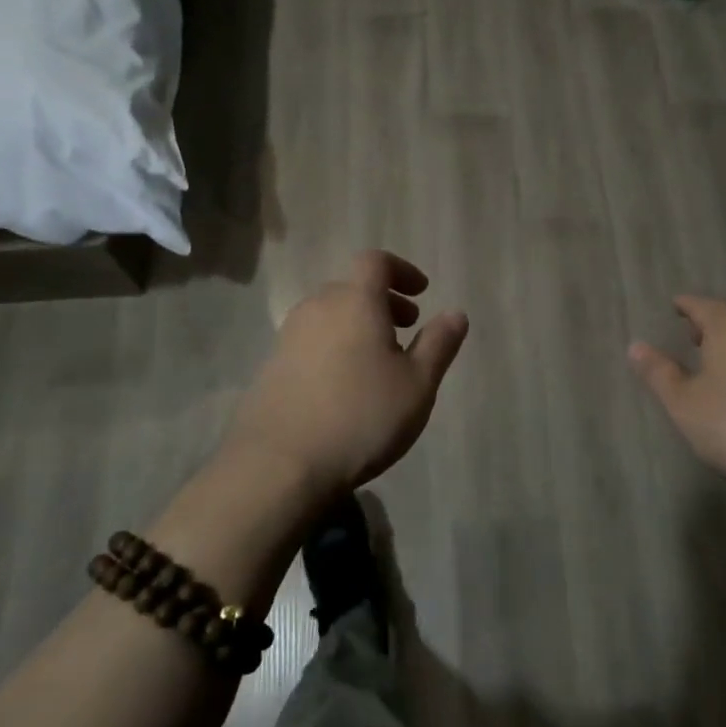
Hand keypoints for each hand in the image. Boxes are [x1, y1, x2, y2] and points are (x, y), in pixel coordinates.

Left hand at [225, 250, 468, 500]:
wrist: (279, 465)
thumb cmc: (361, 417)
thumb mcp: (417, 384)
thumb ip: (439, 344)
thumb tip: (455, 313)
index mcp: (355, 301)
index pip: (376, 261)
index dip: (401, 270)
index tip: (421, 293)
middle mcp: (317, 308)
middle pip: (352, 288)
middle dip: (383, 301)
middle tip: (407, 328)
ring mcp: (288, 337)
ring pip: (329, 315)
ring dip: (357, 324)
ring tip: (377, 361)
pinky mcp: (270, 367)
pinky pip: (310, 342)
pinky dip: (334, 347)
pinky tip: (343, 387)